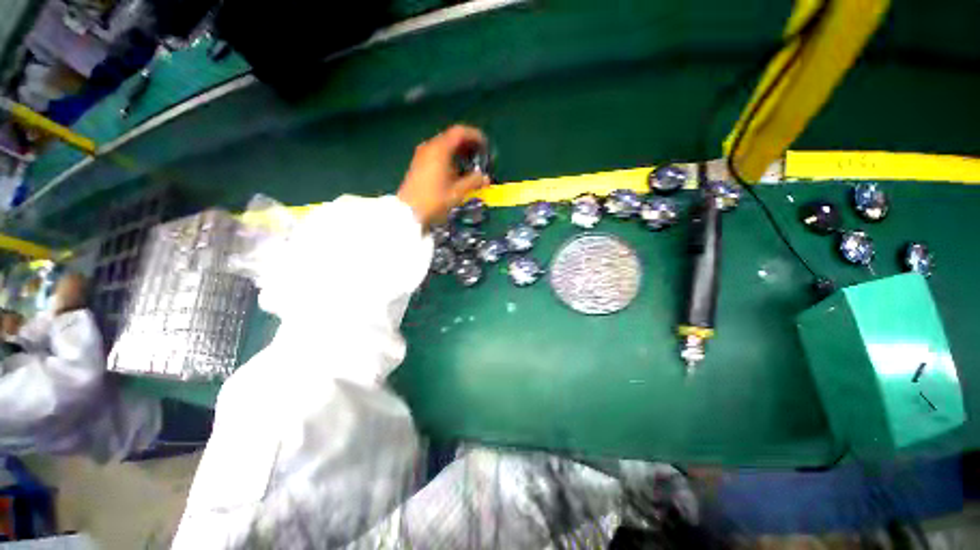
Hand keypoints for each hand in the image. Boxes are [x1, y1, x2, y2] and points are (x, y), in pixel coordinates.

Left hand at [398, 125, 490, 226]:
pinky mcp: (418, 163)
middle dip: (467, 145)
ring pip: (444, 146)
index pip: (460, 132)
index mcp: (440, 149)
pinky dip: (449, 157)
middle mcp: (430, 146)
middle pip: (451, 137)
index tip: (485, 146)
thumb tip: (485, 177)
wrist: (408, 211)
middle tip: (479, 156)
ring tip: (470, 164)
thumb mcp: (458, 192)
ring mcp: (422, 154)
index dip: (475, 136)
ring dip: (458, 152)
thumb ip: (474, 182)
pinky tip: (455, 171)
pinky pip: (437, 153)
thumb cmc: (434, 200)